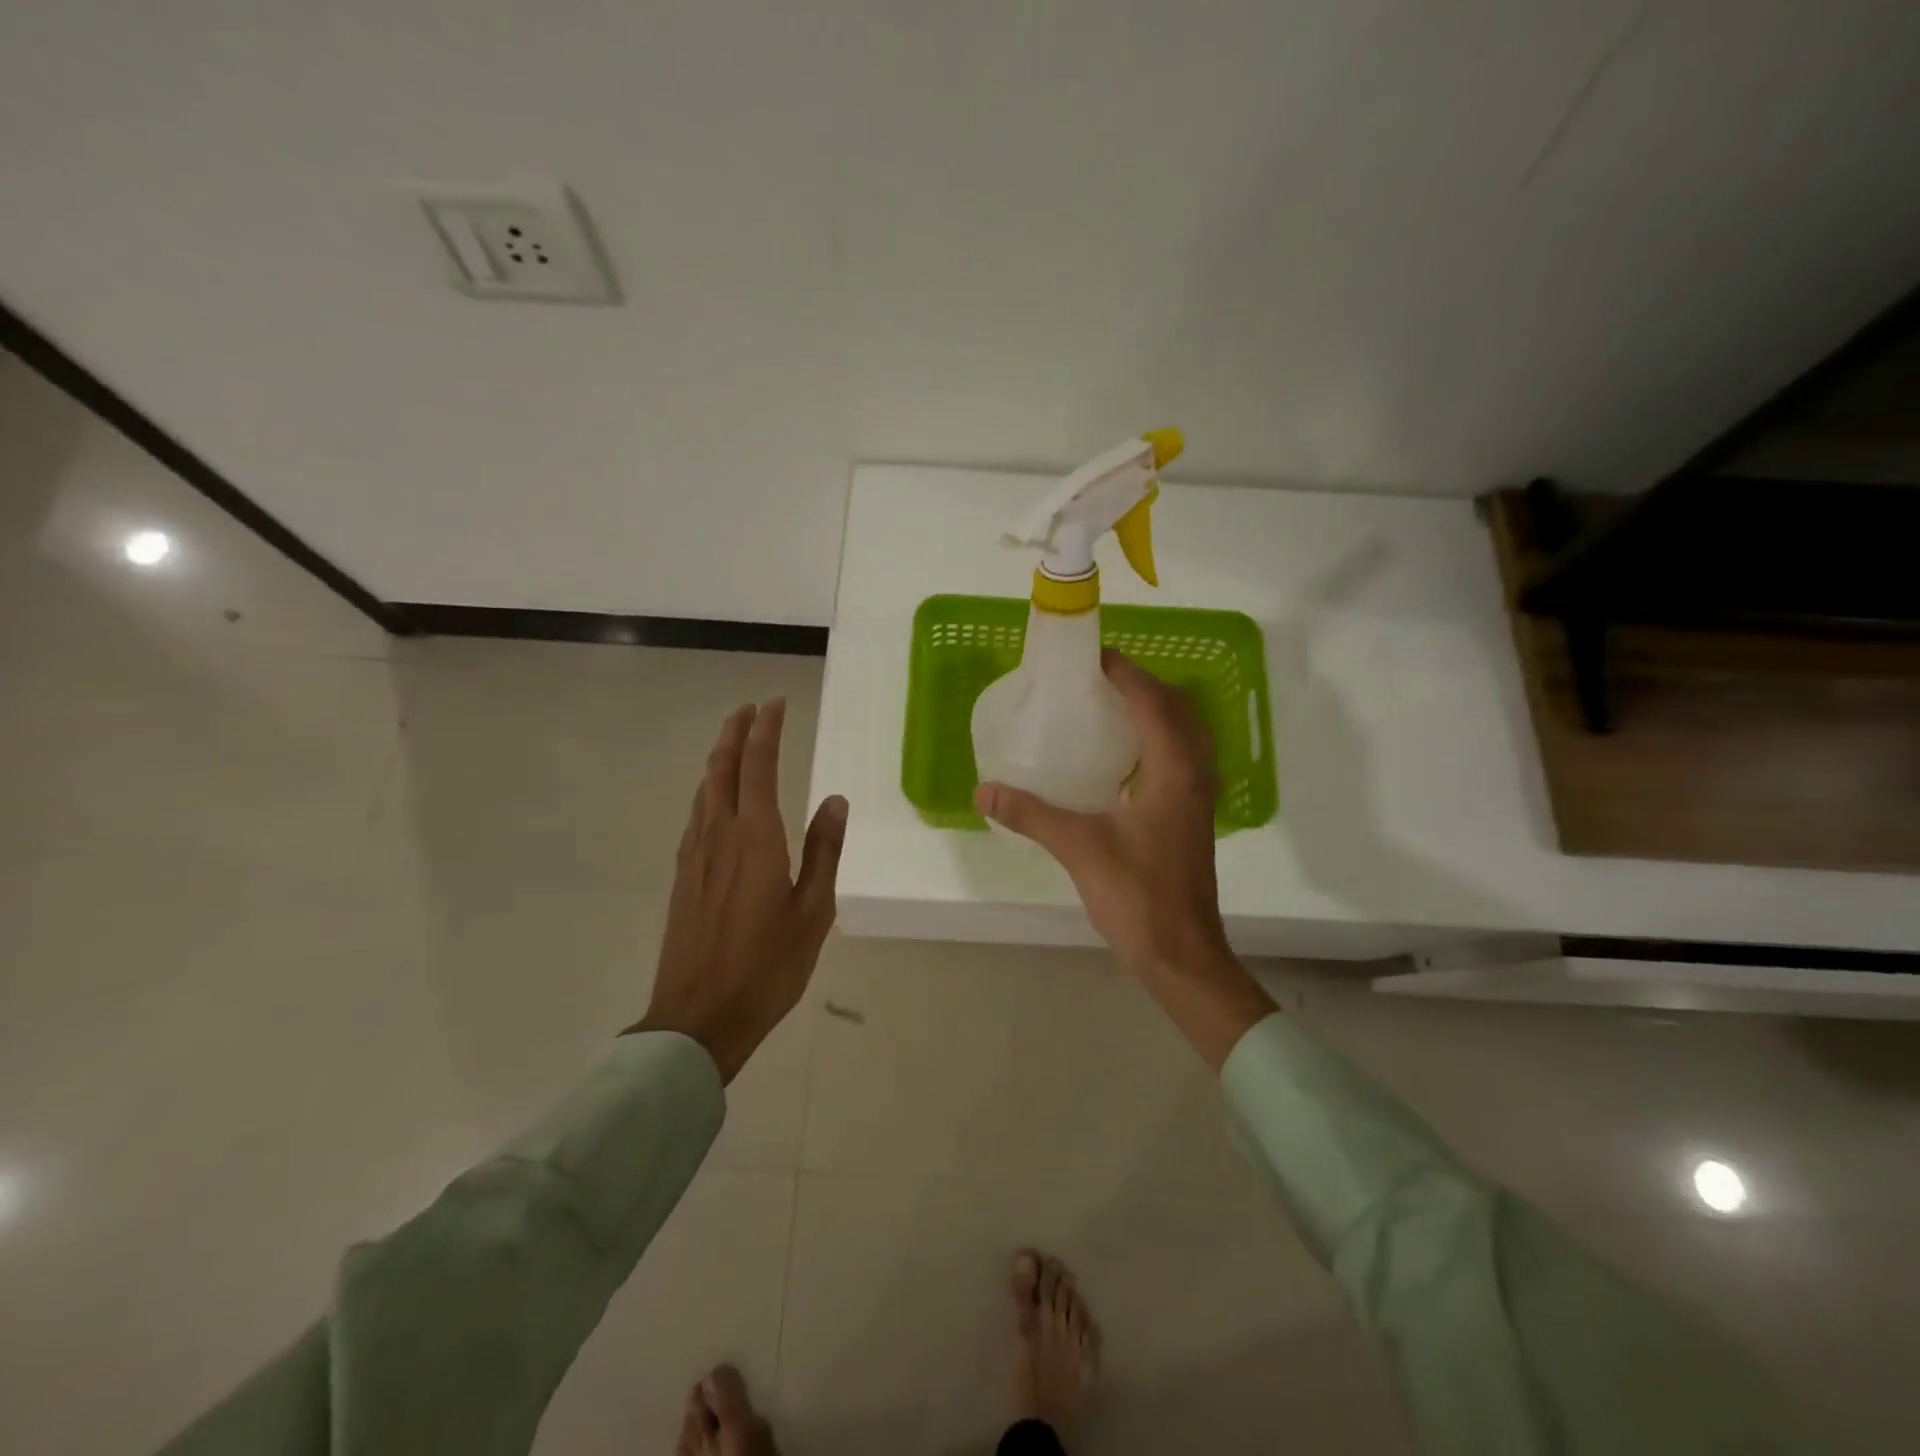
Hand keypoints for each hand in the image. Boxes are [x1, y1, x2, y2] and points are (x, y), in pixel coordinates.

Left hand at [627, 699, 847, 1082]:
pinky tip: (713, 800)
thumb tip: (835, 800)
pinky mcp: (682, 877)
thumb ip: (823, 851)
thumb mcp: (813, 911)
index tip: (774, 703)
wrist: (699, 1018)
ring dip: (718, 759)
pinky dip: (707, 791)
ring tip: (732, 743)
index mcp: (756, 839)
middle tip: (749, 709)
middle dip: (735, 733)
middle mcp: (720, 836)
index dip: (766, 731)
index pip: (759, 767)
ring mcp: (694, 856)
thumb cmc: (768, 967)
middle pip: (722, 769)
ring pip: (704, 790)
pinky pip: (695, 816)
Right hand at [974, 651, 1274, 1067]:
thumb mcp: (1078, 848)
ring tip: (1114, 708)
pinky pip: (1182, 759)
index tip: (1095, 657)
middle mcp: (1195, 775)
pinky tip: (1126, 759)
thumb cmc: (1137, 895)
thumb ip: (1030, 814)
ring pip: (1187, 735)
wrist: (1181, 953)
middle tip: (1102, 680)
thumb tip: (983, 789)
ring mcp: (1198, 799)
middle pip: (1180, 711)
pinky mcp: (1192, 818)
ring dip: (1158, 712)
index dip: (1127, 674)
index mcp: (1174, 771)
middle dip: (1145, 686)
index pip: (1155, 703)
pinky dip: (1160, 742)